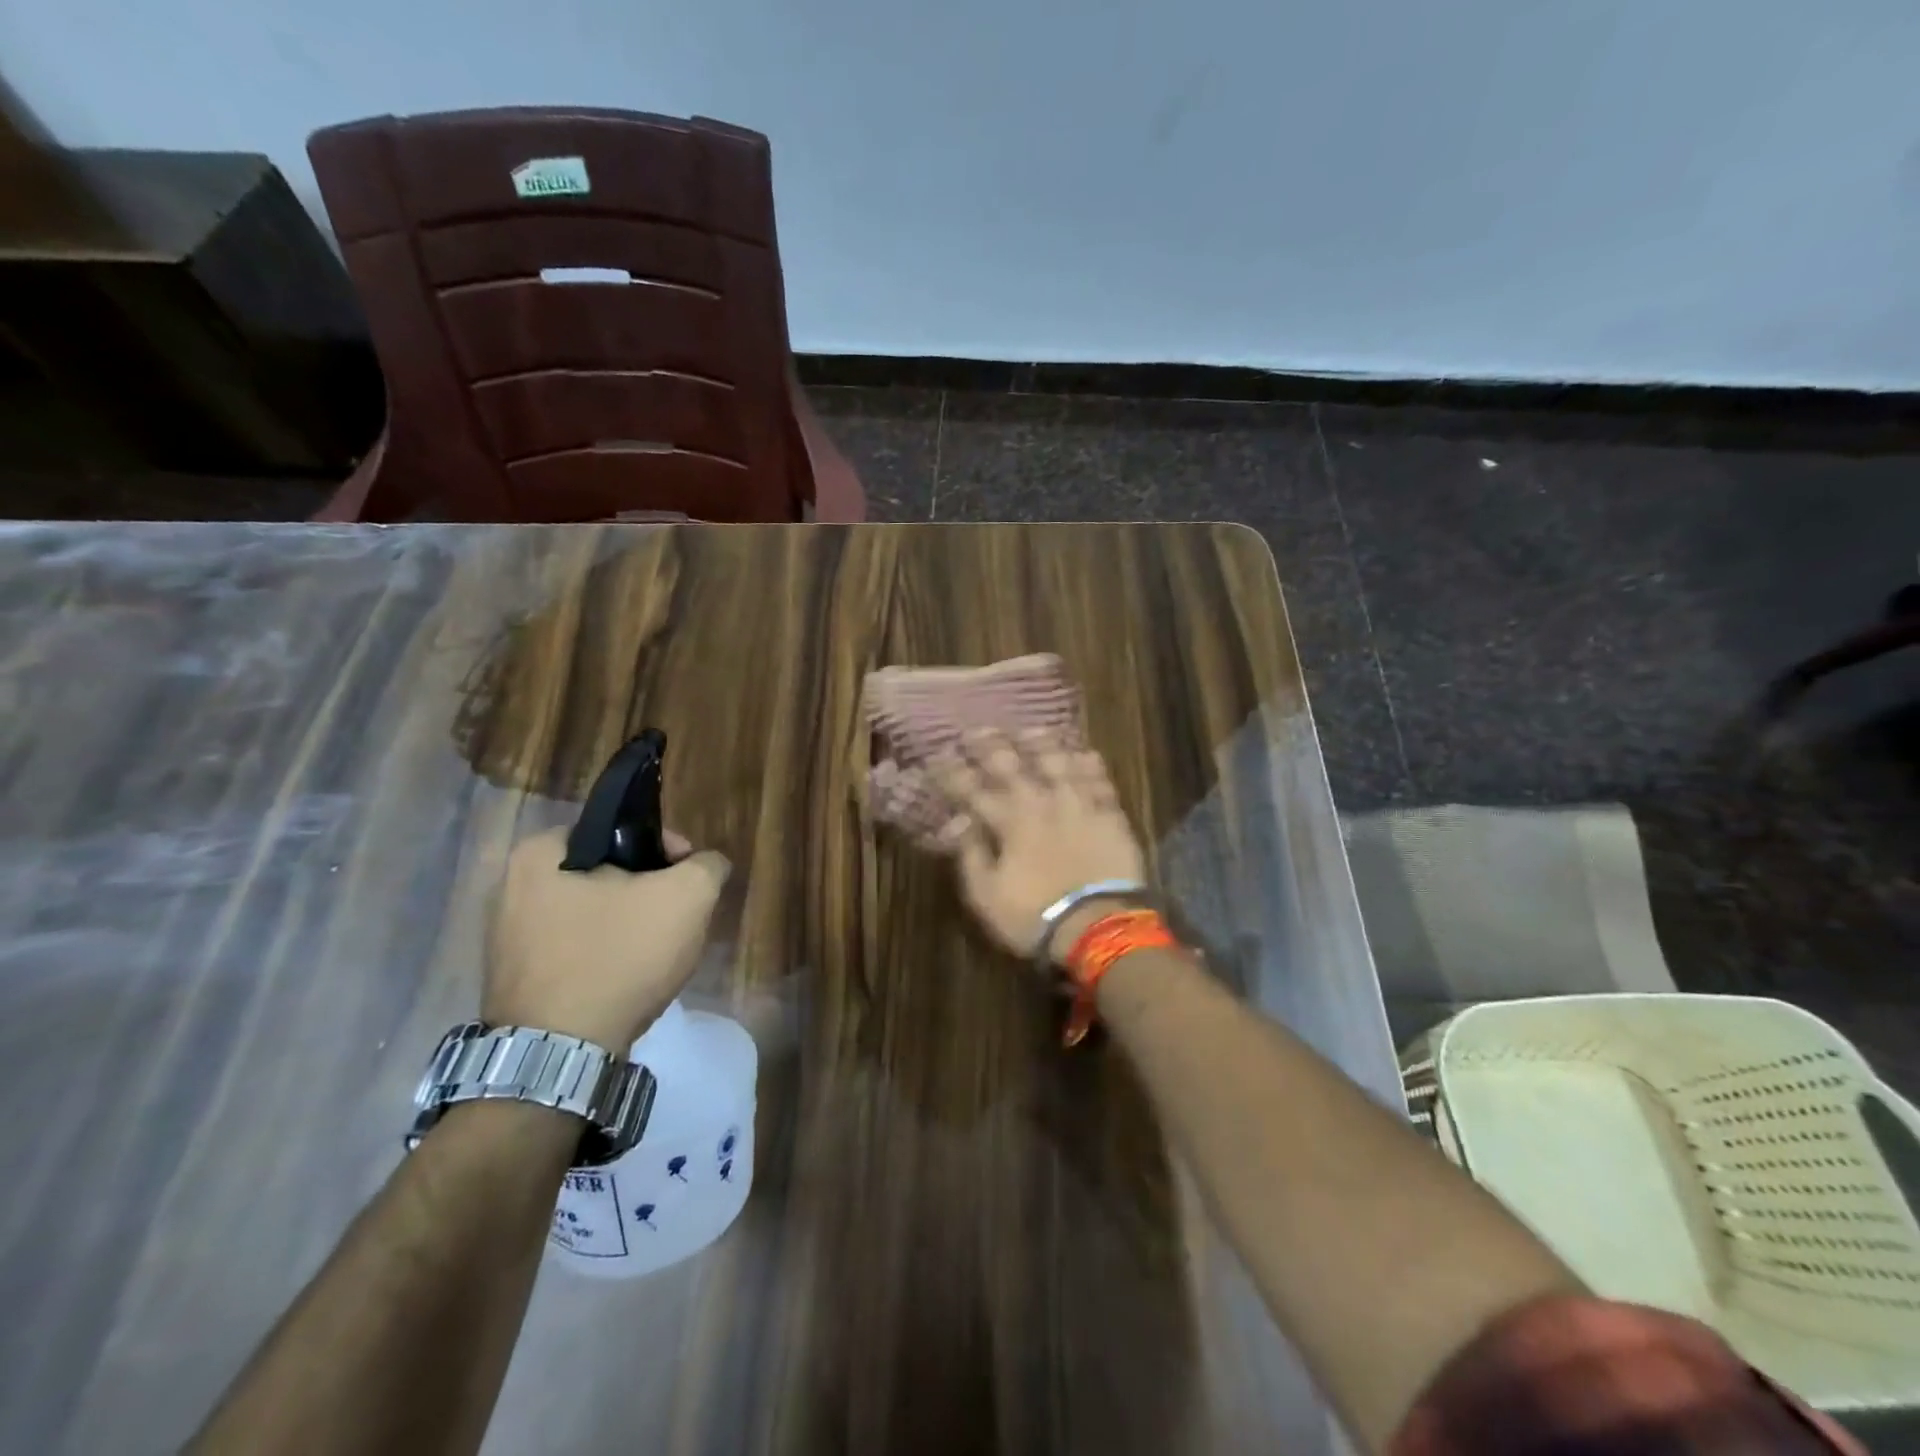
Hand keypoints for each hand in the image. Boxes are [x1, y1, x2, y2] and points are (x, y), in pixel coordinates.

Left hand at [484, 827, 731, 1050]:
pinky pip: (576, 952)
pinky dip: (605, 958)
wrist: (561, 1056)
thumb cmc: (618, 957)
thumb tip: (707, 864)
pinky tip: (628, 980)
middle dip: (649, 893)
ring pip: (594, 915)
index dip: (666, 849)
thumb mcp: (686, 897)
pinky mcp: (517, 980)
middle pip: (608, 875)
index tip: (688, 879)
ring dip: (630, 927)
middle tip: (677, 918)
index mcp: (540, 854)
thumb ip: (707, 866)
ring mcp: (508, 939)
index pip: (621, 830)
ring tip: (658, 953)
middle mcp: (510, 889)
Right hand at [930, 728, 1146, 964]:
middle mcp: (1042, 803)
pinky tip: (1085, 753)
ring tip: (1032, 729)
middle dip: (991, 746)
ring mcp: (1079, 806)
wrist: (1098, 927)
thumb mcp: (987, 895)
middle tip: (977, 729)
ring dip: (1043, 744)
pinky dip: (1090, 766)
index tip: (938, 755)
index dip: (953, 772)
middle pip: (1013, 766)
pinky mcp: (1110, 816)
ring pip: (1059, 763)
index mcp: (1009, 822)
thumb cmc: (1034, 917)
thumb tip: (957, 821)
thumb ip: (971, 854)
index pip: (972, 790)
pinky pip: (1100, 782)